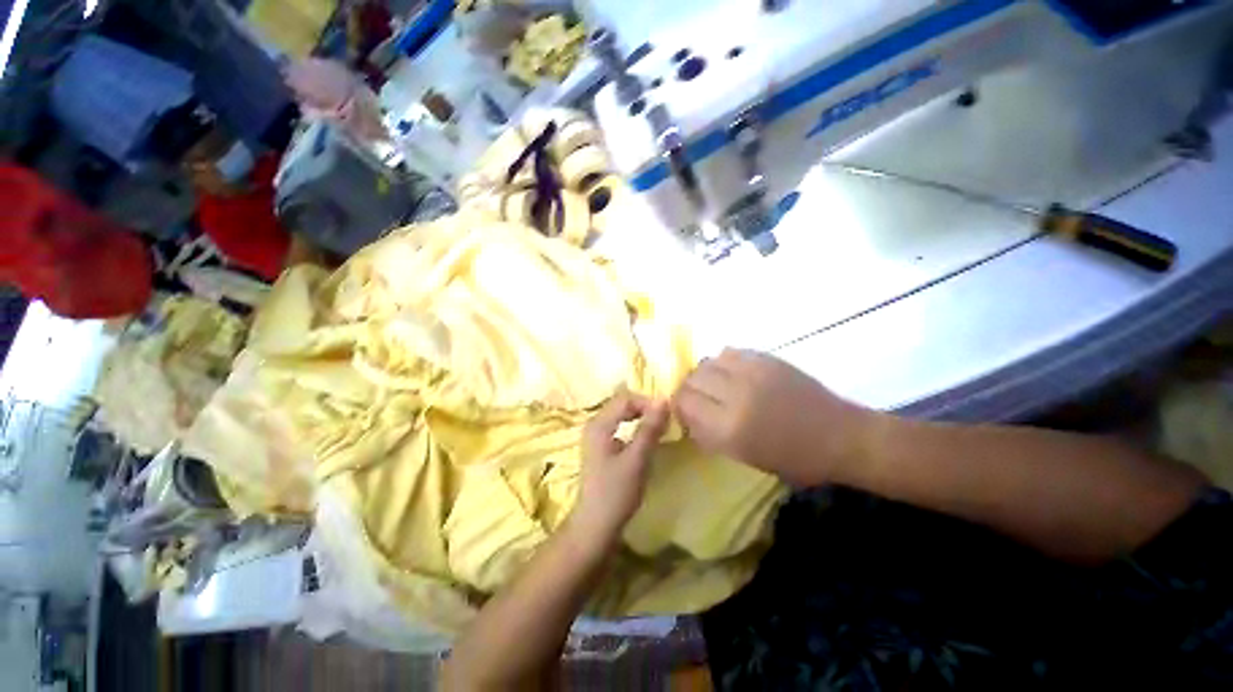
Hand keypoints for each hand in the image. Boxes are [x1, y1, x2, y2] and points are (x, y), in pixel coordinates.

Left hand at [573, 390, 669, 542]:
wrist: (595, 526)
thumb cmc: (615, 493)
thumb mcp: (636, 460)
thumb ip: (649, 429)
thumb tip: (663, 401)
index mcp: (599, 424)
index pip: (625, 399)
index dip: (647, 402)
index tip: (668, 413)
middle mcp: (594, 425)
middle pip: (622, 404)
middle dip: (644, 408)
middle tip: (665, 418)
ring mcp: (596, 437)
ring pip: (621, 416)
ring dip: (640, 417)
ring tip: (659, 426)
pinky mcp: (601, 448)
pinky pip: (619, 428)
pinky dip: (634, 428)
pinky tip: (645, 439)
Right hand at [673, 349, 876, 486]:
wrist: (840, 435)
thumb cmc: (794, 458)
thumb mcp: (745, 458)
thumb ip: (709, 435)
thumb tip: (687, 416)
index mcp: (729, 428)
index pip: (684, 402)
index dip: (678, 405)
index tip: (685, 411)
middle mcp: (735, 395)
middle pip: (691, 379)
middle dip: (688, 389)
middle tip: (699, 399)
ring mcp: (751, 373)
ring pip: (706, 362)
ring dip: (704, 374)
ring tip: (716, 385)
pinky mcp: (765, 359)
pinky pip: (729, 352)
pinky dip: (723, 363)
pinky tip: (734, 374)